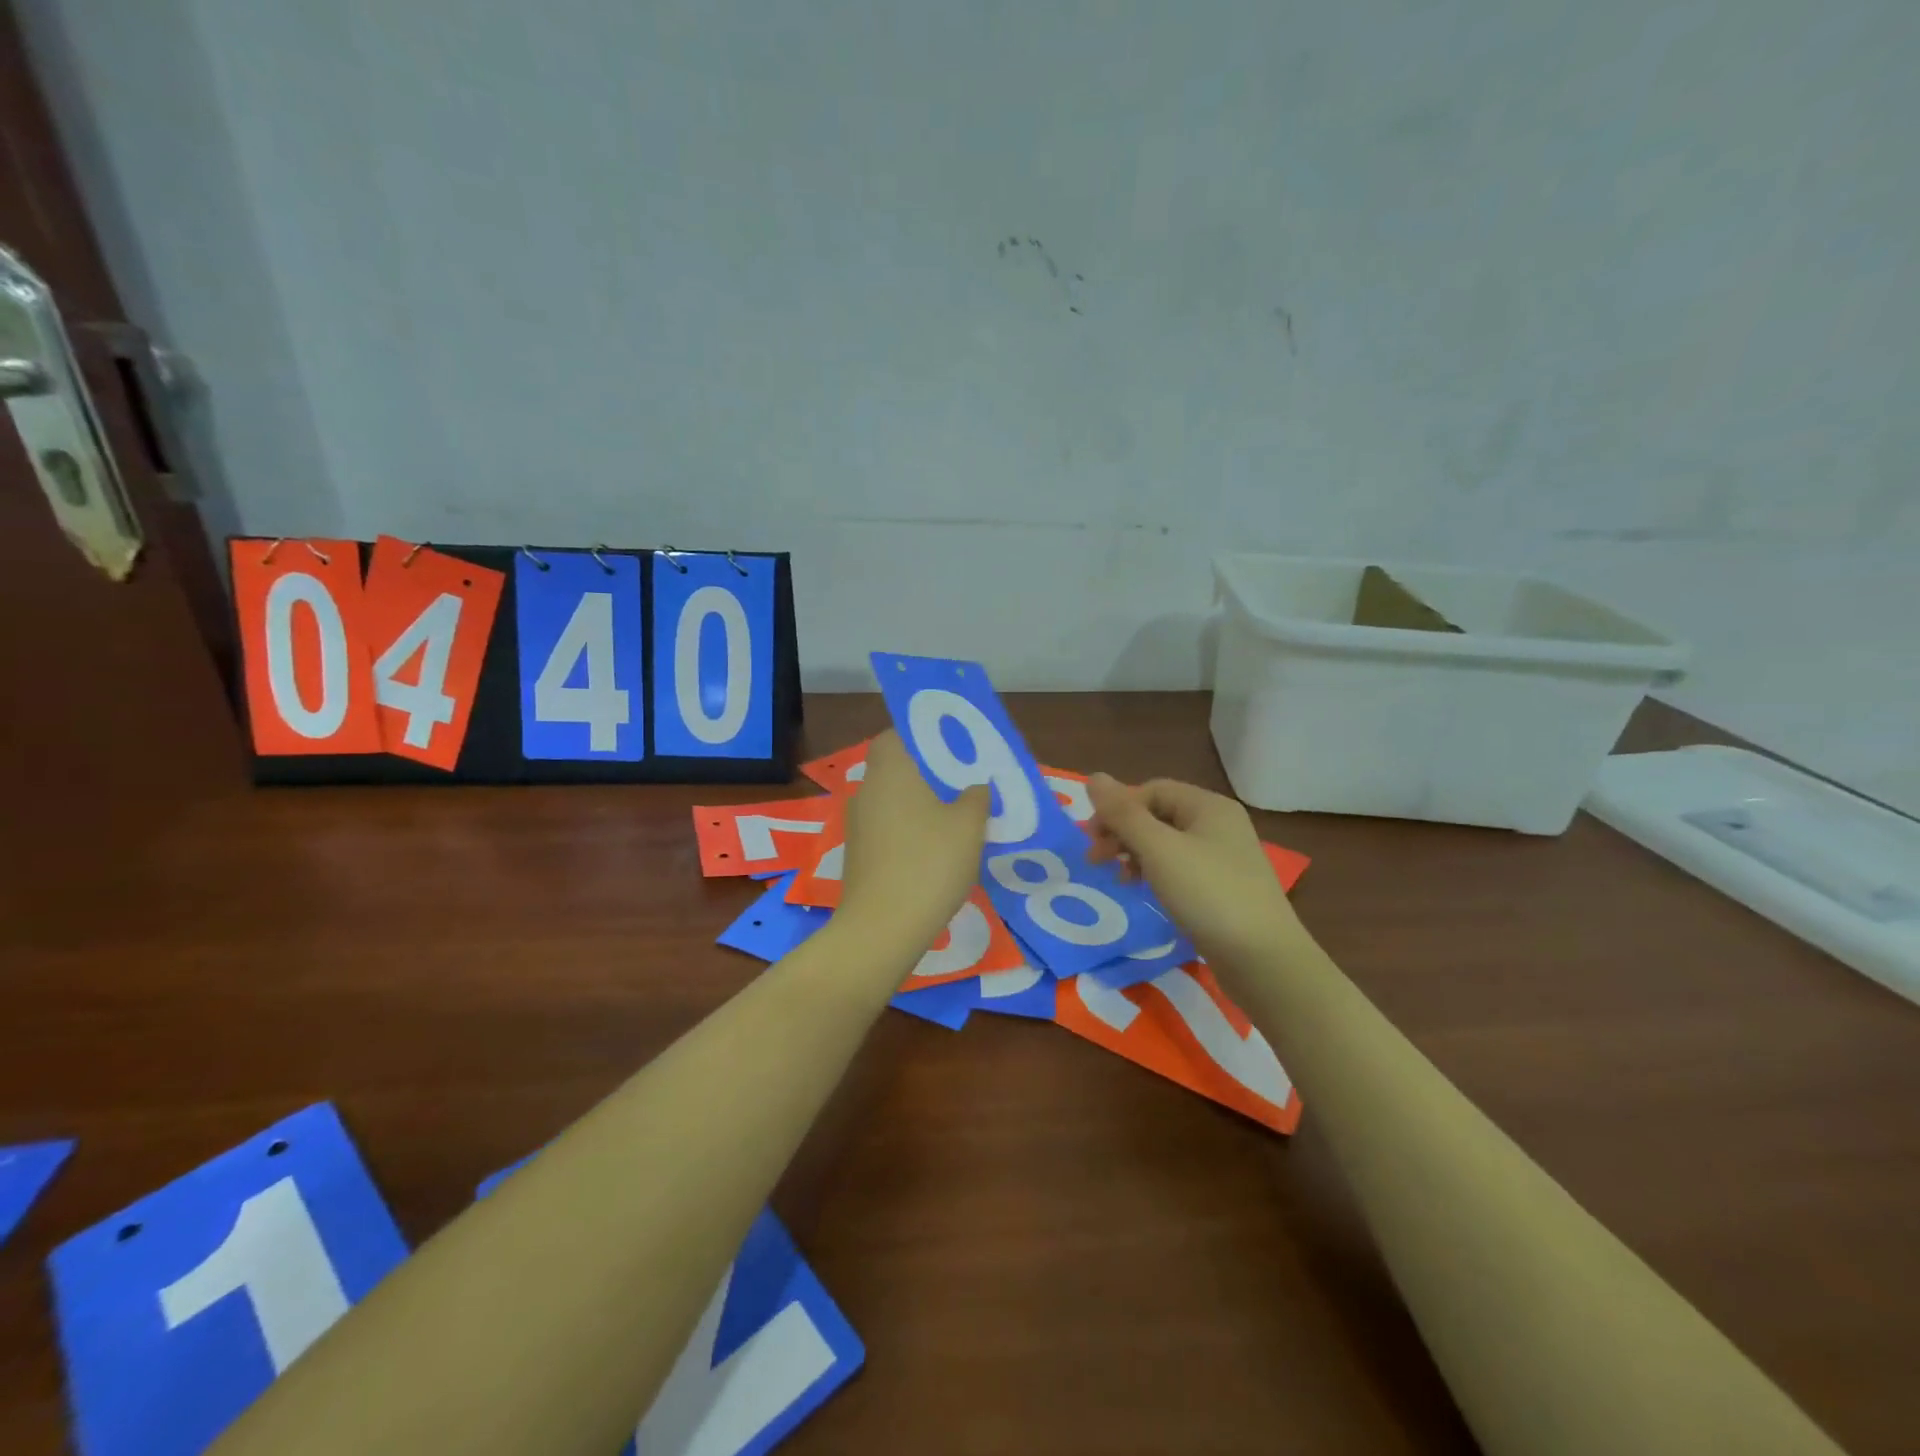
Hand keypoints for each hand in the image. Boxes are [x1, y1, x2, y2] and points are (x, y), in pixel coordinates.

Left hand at [837, 731, 989, 955]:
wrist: (883, 928)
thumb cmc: (929, 863)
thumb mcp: (969, 826)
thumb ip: (976, 797)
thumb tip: (975, 787)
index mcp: (890, 771)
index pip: (895, 735)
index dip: (921, 736)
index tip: (950, 748)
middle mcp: (866, 790)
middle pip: (895, 769)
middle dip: (925, 774)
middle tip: (962, 783)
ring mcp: (857, 825)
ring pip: (891, 801)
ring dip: (917, 805)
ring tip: (954, 818)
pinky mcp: (857, 856)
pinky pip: (886, 829)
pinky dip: (907, 832)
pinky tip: (934, 851)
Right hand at [1085, 774, 1301, 972]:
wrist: (1263, 959)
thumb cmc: (1208, 894)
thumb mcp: (1158, 850)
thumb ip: (1123, 814)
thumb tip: (1093, 778)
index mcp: (1208, 806)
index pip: (1151, 790)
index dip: (1118, 808)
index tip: (1092, 839)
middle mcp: (1219, 824)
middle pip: (1158, 815)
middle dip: (1123, 832)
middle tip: (1096, 860)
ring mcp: (1224, 858)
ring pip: (1167, 843)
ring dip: (1135, 854)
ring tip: (1119, 879)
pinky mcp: (1224, 888)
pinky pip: (1180, 868)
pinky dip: (1155, 874)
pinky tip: (1145, 892)